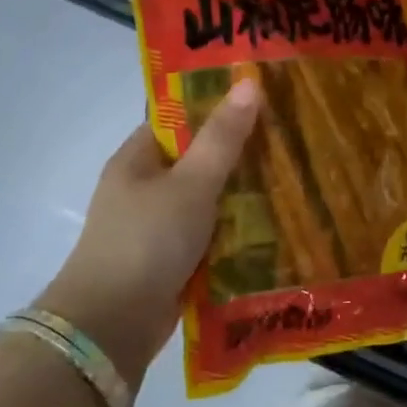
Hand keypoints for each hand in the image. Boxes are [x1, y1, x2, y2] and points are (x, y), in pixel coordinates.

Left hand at [38, 78, 261, 384]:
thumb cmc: (147, 241)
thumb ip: (222, 138)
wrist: (113, 325)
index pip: (178, 118)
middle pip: (197, 160)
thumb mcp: (191, 183)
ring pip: (207, 201)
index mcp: (137, 158)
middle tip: (290, 140)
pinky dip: (235, 233)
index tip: (262, 99)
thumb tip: (248, 81)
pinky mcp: (171, 261)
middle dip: (239, 154)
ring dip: (242, 197)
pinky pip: (210, 236)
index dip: (217, 106)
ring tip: (294, 180)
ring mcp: (156, 227)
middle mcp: (144, 188)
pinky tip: (274, 228)